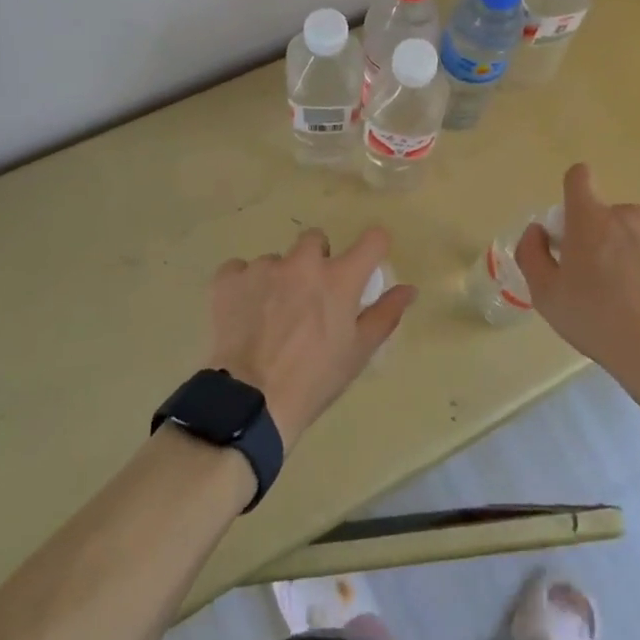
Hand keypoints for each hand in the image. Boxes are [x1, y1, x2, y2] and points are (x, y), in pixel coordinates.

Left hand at [204, 226, 414, 450]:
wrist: (252, 400)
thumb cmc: (315, 379)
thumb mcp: (358, 352)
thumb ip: (385, 314)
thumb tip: (409, 289)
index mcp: (340, 278)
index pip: (372, 239)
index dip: (373, 247)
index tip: (366, 263)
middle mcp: (303, 262)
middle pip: (315, 240)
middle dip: (316, 260)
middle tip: (310, 297)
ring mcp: (263, 267)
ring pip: (277, 260)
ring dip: (279, 279)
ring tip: (271, 316)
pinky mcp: (229, 278)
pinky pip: (240, 270)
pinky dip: (244, 286)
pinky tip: (243, 313)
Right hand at [514, 163, 639, 387]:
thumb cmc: (598, 321)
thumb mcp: (546, 295)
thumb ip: (532, 253)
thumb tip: (538, 231)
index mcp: (590, 219)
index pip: (579, 176)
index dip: (573, 193)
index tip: (573, 224)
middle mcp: (629, 215)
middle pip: (609, 215)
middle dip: (602, 237)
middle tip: (601, 279)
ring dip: (633, 252)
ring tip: (636, 296)